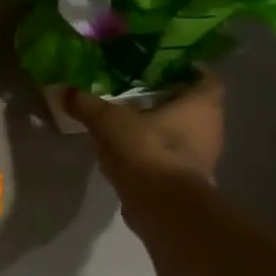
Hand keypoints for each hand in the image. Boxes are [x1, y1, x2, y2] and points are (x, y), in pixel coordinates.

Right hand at [65, 70, 225, 187]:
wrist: (162, 206)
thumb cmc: (146, 150)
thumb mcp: (108, 121)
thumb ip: (86, 104)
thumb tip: (63, 90)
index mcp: (202, 103)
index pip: (205, 77)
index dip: (186, 70)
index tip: (161, 69)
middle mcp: (212, 126)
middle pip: (195, 105)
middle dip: (170, 99)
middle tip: (139, 92)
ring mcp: (204, 156)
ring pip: (186, 132)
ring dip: (164, 127)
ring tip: (131, 120)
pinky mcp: (189, 179)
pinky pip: (175, 156)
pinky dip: (158, 151)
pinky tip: (132, 150)